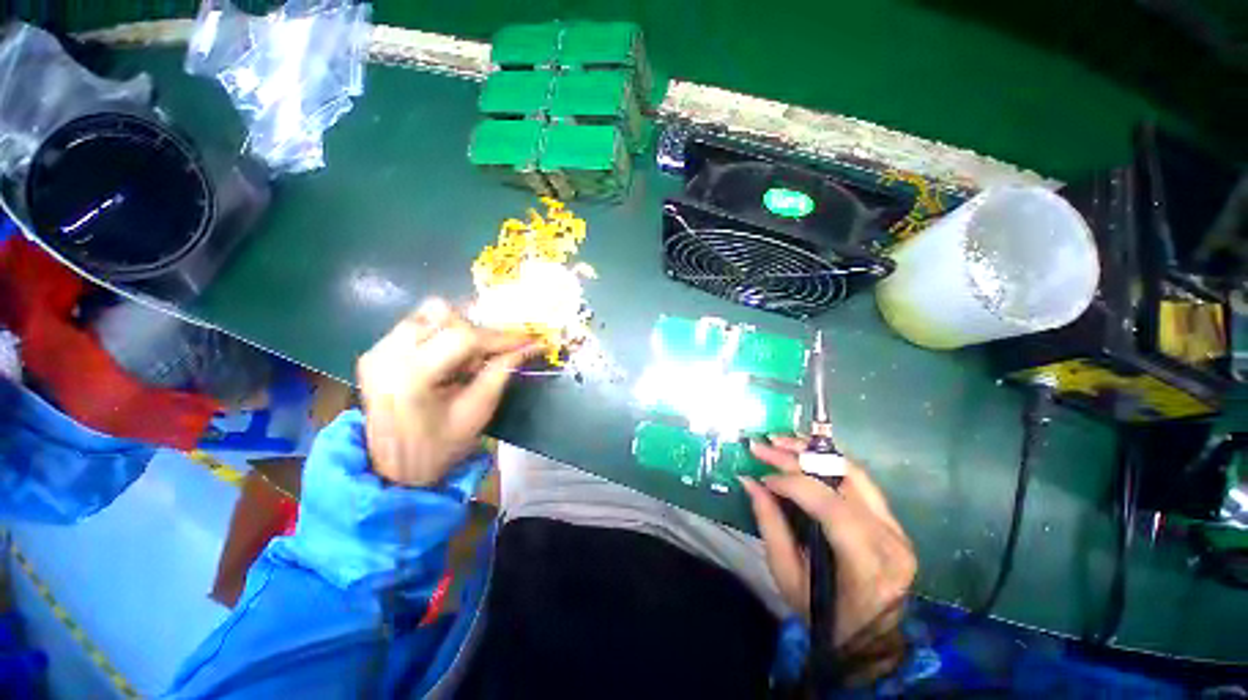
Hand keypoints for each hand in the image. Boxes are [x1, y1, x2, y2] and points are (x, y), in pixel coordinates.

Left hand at [356, 298, 536, 486]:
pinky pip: (416, 325)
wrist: (393, 470)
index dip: (500, 336)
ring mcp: (376, 350)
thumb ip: (502, 371)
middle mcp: (387, 355)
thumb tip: (530, 345)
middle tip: (493, 352)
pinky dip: (441, 334)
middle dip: (477, 330)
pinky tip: (449, 358)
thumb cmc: (440, 447)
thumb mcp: (478, 410)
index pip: (463, 338)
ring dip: (459, 329)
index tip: (527, 338)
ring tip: (469, 357)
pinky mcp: (375, 351)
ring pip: (428, 314)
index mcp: (411, 377)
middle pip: (441, 315)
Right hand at [741, 436, 915, 656]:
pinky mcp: (893, 521)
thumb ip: (770, 524)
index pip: (831, 507)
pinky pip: (858, 480)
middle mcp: (890, 540)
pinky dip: (827, 461)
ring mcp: (897, 528)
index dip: (792, 484)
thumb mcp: (787, 576)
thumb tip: (749, 481)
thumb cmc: (824, 616)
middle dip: (796, 457)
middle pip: (843, 480)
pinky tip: (803, 453)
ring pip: (853, 471)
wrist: (870, 641)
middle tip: (762, 445)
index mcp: (867, 565)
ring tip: (781, 441)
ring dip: (813, 451)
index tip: (761, 478)